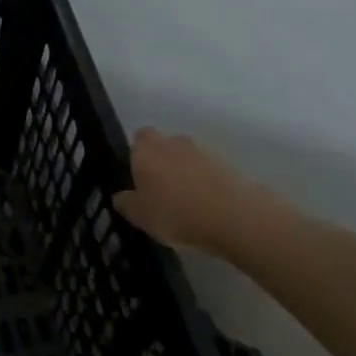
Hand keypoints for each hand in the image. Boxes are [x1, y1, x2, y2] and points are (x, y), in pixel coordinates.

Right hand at [114, 128, 291, 256]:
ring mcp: (204, 151)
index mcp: (147, 150)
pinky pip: (208, 171)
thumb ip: (126, 203)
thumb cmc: (175, 213)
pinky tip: (205, 206)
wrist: (234, 216)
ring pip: (187, 158)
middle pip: (164, 146)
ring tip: (185, 202)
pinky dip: (205, 182)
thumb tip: (120, 196)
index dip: (137, 154)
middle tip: (159, 191)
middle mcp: (174, 142)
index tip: (137, 176)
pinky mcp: (229, 164)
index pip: (139, 138)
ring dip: (185, 173)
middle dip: (161, 162)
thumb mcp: (139, 216)